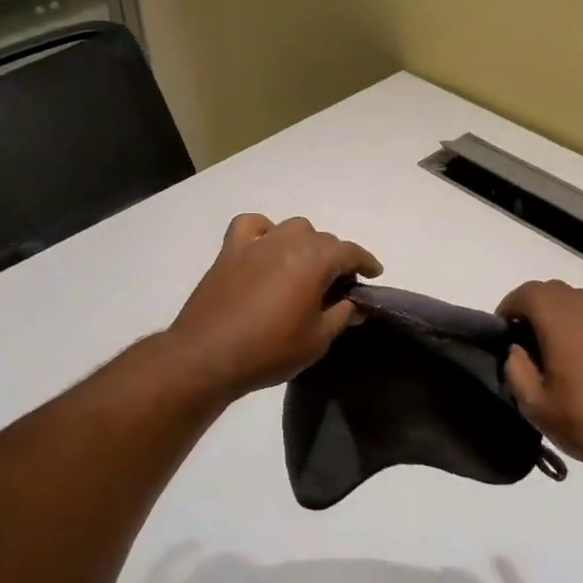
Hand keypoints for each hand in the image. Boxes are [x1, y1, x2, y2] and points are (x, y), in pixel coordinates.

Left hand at [166, 214, 382, 398]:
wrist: (208, 356)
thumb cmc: (270, 350)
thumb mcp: (317, 340)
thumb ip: (341, 316)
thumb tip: (355, 304)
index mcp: (314, 260)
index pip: (350, 252)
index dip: (366, 262)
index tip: (374, 274)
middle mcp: (288, 242)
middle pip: (322, 239)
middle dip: (336, 257)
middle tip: (338, 286)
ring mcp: (256, 243)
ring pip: (292, 227)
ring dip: (305, 242)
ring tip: (305, 266)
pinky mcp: (230, 251)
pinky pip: (251, 226)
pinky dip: (264, 230)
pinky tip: (266, 247)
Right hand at [497, 280, 582, 478]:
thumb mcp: (536, 407)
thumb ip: (517, 371)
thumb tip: (516, 350)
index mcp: (561, 326)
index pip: (528, 294)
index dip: (510, 305)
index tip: (504, 328)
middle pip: (554, 290)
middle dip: (534, 305)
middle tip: (527, 336)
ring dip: (564, 306)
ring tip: (559, 333)